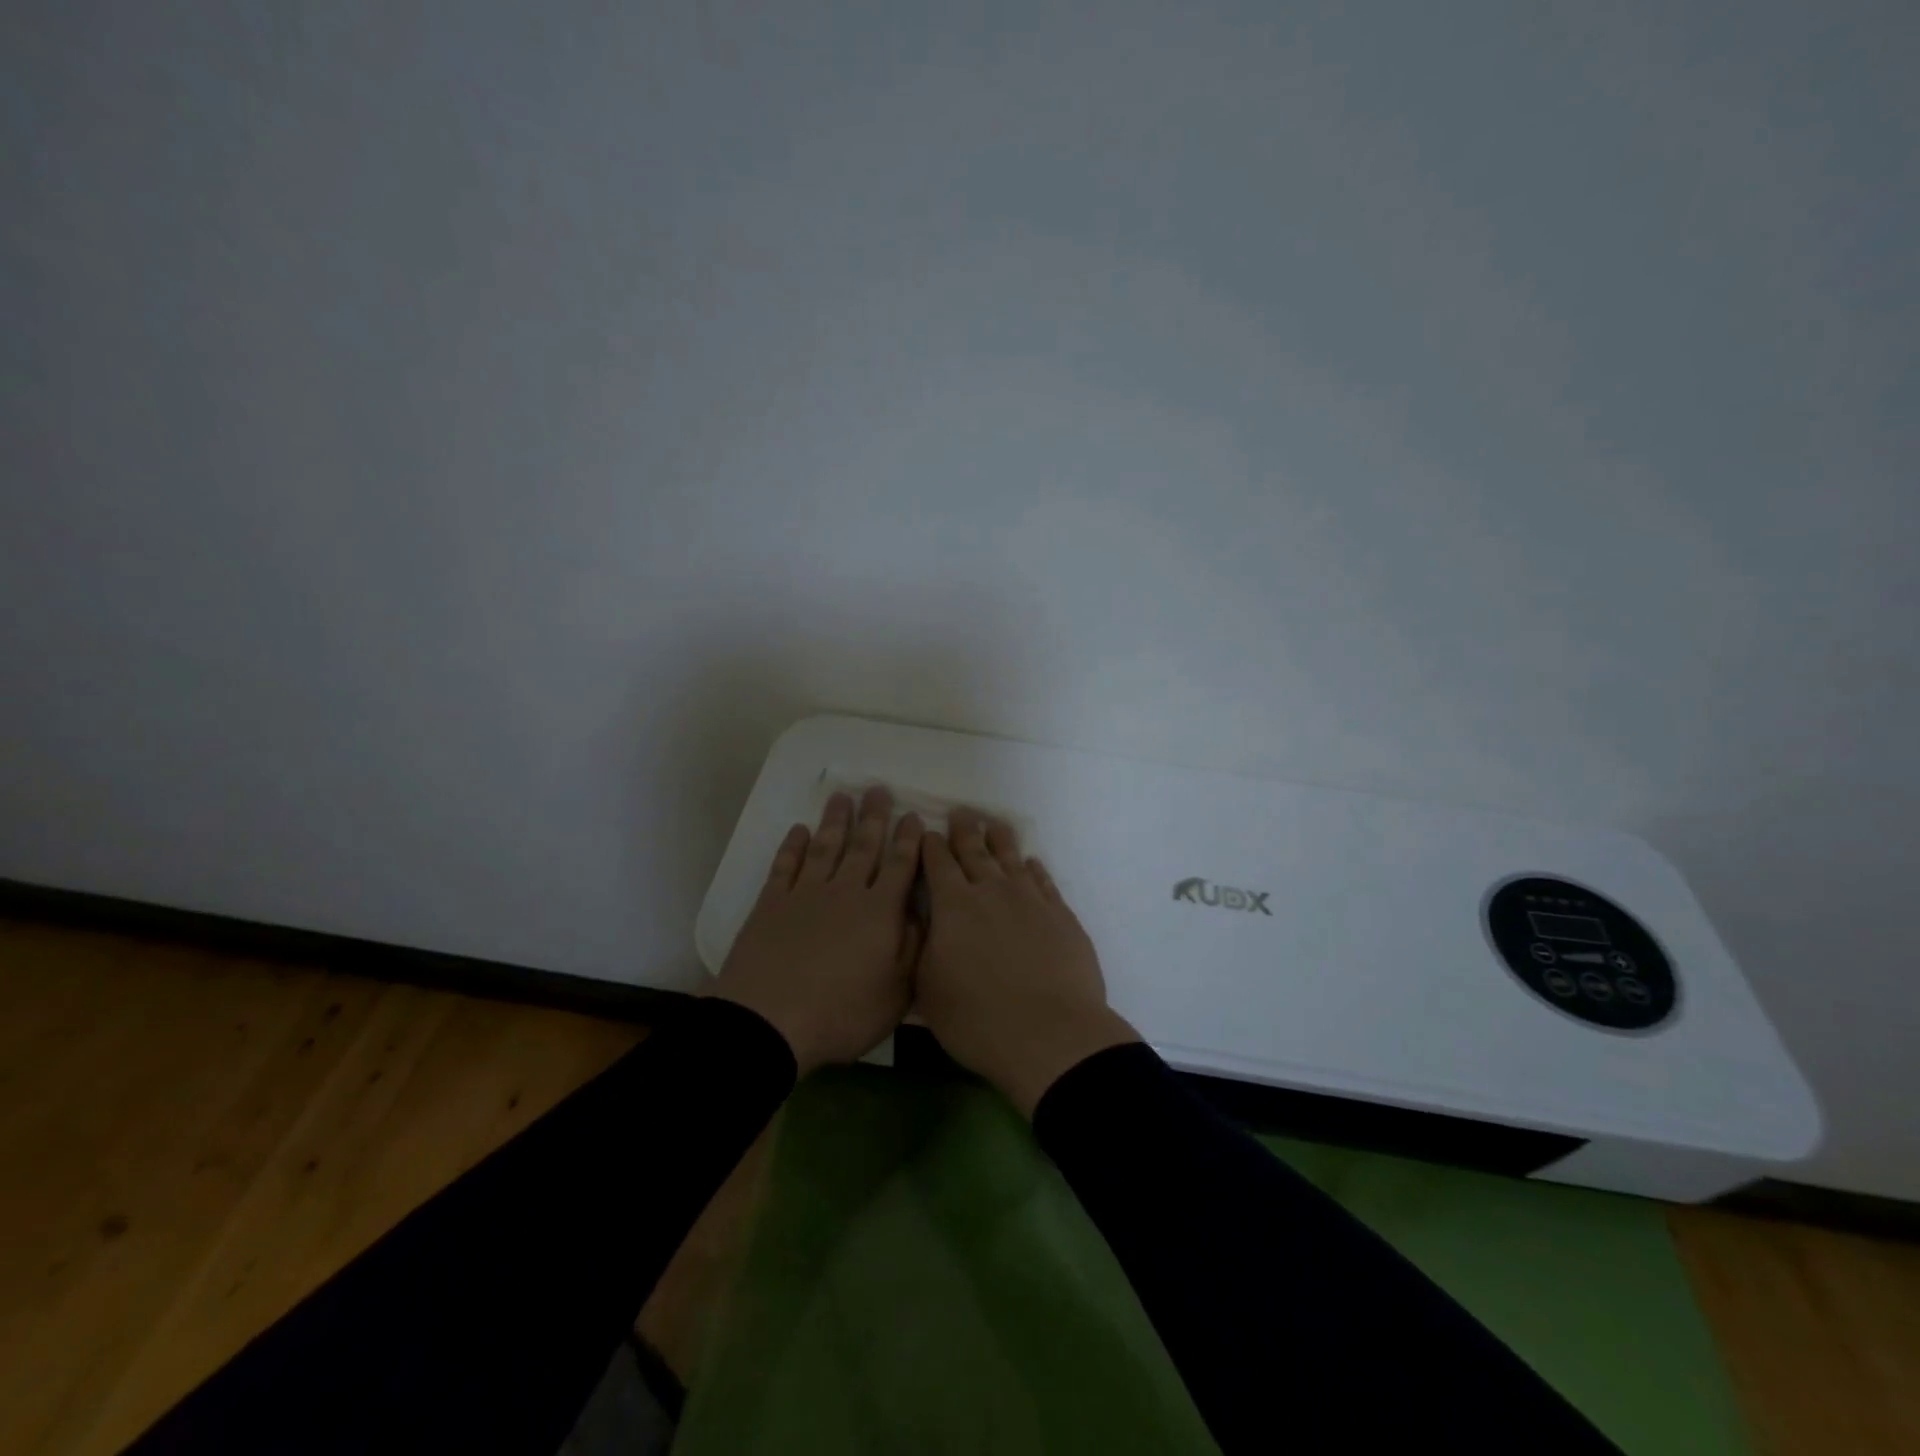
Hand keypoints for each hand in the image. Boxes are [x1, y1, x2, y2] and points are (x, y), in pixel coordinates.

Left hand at [712, 787, 923, 1074]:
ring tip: (842, 797)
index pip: (899, 867)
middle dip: (874, 818)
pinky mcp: (771, 904)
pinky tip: (799, 830)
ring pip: (826, 848)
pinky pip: (786, 866)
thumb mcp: (896, 993)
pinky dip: (793, 846)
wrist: (769, 1022)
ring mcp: (805, 895)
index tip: (913, 816)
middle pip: (863, 847)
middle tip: (878, 789)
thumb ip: (913, 948)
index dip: (908, 841)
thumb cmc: (841, 1014)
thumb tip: (920, 912)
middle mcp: (845, 892)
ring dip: (835, 821)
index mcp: (879, 913)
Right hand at [917, 808, 1138, 1115]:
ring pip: (1012, 859)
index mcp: (954, 906)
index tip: (927, 832)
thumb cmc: (977, 1018)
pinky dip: (1035, 869)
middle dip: (964, 831)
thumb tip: (925, 927)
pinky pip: (1044, 881)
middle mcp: (992, 892)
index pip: (938, 863)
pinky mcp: (1061, 915)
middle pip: (975, 851)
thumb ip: (923, 950)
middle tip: (960, 813)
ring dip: (1000, 840)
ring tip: (995, 824)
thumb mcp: (928, 989)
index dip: (931, 846)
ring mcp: (1030, 900)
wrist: (1050, 1034)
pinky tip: (1032, 864)